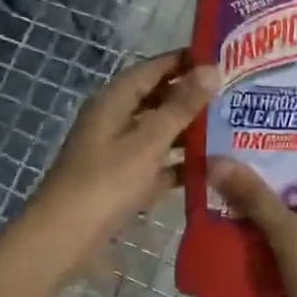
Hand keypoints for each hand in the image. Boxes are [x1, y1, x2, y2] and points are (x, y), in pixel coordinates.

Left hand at [27, 52, 219, 274]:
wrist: (63, 239)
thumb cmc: (105, 183)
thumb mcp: (148, 141)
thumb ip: (181, 106)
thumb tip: (213, 68)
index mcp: (114, 101)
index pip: (153, 68)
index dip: (184, 60)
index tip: (222, 57)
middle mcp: (114, 120)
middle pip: (156, 98)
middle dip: (191, 95)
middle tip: (233, 93)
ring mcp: (117, 152)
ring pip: (158, 131)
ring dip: (188, 129)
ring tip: (230, 127)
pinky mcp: (122, 180)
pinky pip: (156, 163)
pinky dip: (178, 163)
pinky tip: (210, 167)